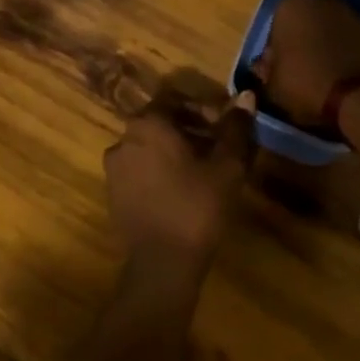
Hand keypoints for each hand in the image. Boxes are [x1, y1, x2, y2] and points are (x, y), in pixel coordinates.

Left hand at [104, 88, 257, 268]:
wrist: (162, 264)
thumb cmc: (197, 206)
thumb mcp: (226, 166)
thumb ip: (235, 128)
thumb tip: (246, 96)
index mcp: (148, 124)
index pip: (175, 99)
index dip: (202, 109)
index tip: (224, 127)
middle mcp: (124, 139)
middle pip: (161, 123)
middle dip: (190, 130)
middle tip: (218, 149)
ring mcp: (114, 168)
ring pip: (150, 147)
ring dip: (175, 151)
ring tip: (203, 171)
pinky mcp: (113, 194)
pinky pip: (140, 170)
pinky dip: (160, 171)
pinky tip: (182, 191)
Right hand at [252, 0, 359, 125]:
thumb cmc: (305, 83)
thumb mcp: (272, 85)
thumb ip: (267, 70)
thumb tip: (265, 67)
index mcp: (289, 7)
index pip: (275, 24)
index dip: (275, 48)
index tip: (276, 69)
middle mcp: (319, 1)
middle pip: (304, 22)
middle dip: (301, 41)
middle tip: (298, 70)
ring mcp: (350, 14)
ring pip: (328, 29)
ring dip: (324, 46)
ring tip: (321, 76)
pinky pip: (349, 41)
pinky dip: (344, 53)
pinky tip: (342, 77)